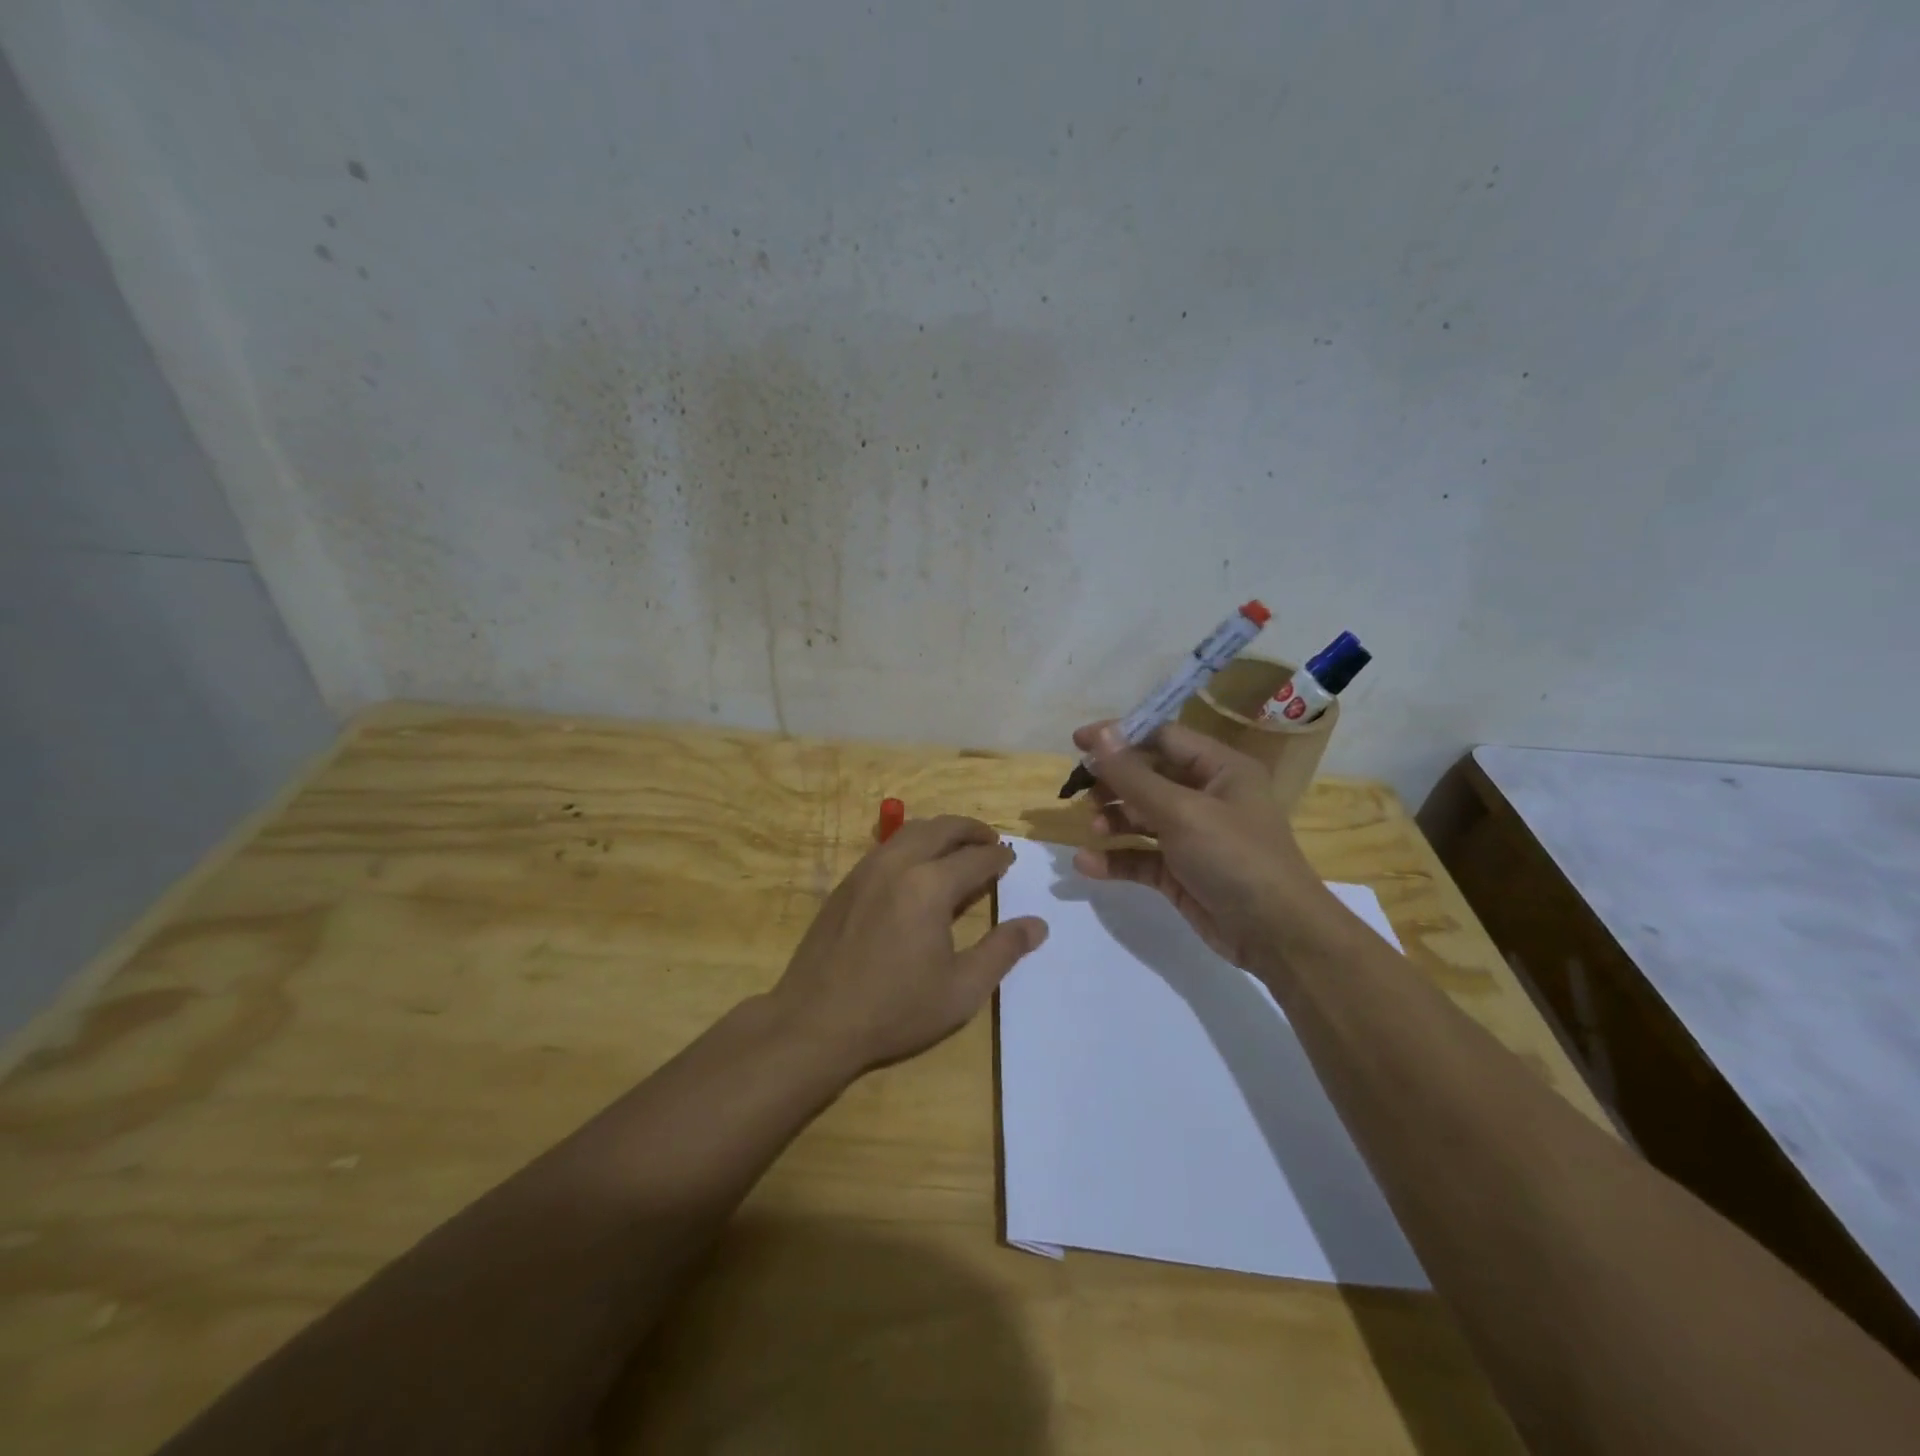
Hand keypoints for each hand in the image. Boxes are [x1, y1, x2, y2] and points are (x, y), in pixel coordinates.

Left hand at [769, 815, 1047, 1076]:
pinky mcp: (846, 883)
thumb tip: (1038, 924)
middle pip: (942, 828)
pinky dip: (912, 843)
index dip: (998, 857)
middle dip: (971, 830)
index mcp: (930, 886)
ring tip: (958, 847)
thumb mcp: (961, 989)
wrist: (815, 1022)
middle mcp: (898, 864)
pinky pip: (887, 847)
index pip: (976, 858)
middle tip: (991, 841)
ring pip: (910, 831)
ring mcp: (867, 870)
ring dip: (940, 831)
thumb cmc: (895, 1009)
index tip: (1011, 860)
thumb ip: (1003, 951)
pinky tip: (917, 867)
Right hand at [1072, 721, 1329, 972]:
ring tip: (1093, 829)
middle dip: (1113, 783)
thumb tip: (1100, 735)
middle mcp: (1207, 796)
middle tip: (1081, 792)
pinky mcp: (1180, 872)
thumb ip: (1134, 776)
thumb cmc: (1235, 857)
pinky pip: (1141, 856)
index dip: (1120, 737)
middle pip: (1148, 777)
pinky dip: (1116, 858)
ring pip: (1141, 817)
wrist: (1276, 935)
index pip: (1163, 738)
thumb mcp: (1182, 811)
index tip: (1078, 744)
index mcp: (1220, 769)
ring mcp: (1193, 836)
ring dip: (1113, 820)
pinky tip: (1087, 864)